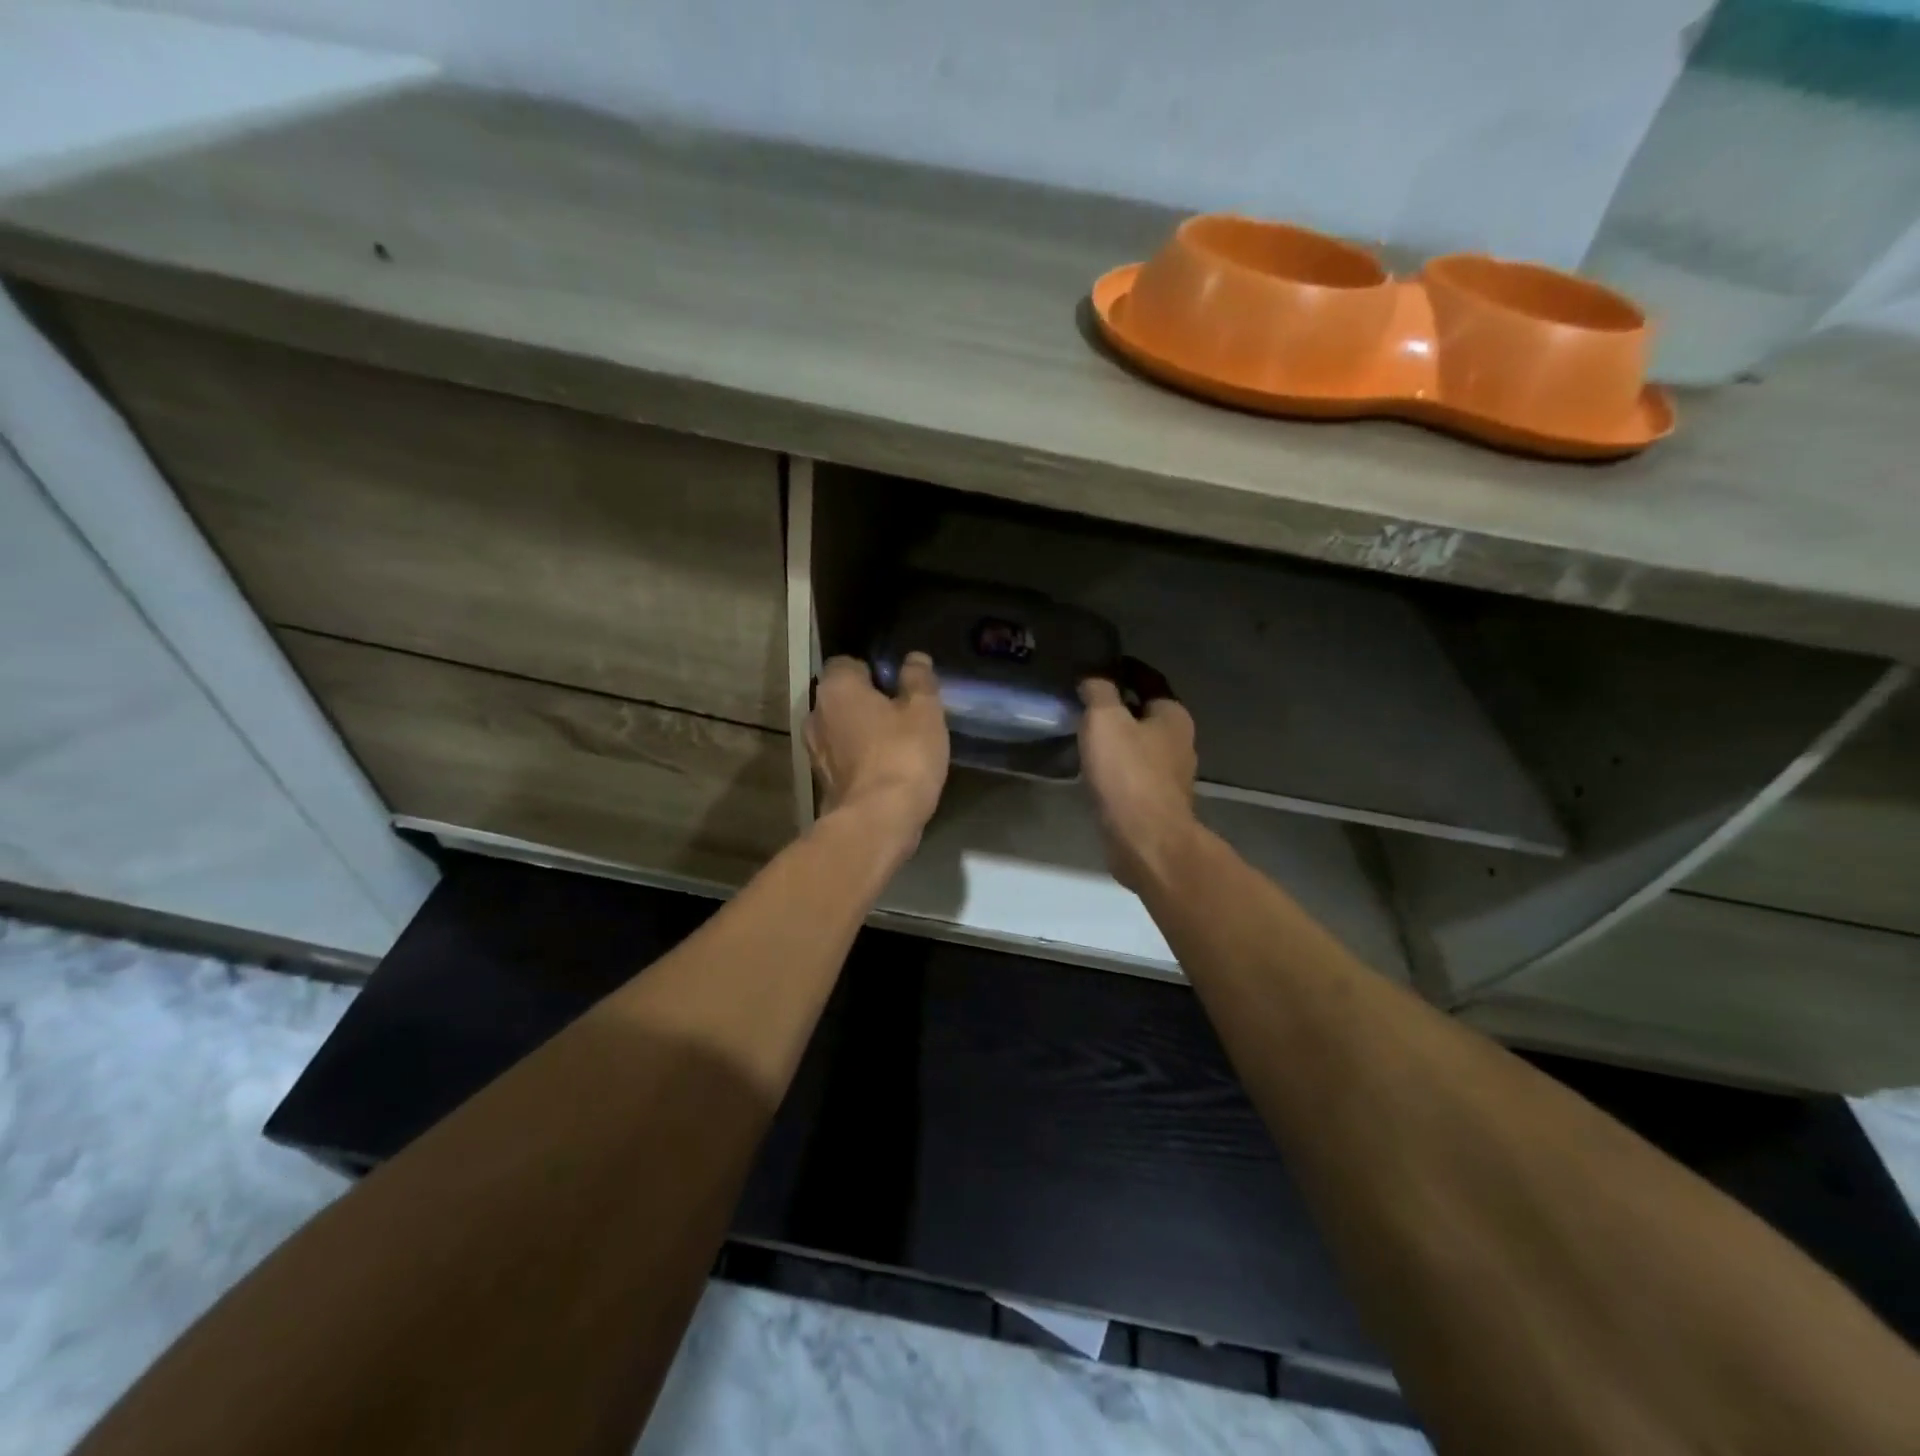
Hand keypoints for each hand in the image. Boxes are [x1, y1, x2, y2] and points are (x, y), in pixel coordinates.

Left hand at [806, 654, 949, 841]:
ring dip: (862, 733)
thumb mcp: (924, 711)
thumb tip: (915, 658)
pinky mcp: (822, 783)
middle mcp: (815, 715)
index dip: (874, 670)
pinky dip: (860, 759)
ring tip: (897, 743)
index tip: (899, 685)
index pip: (848, 663)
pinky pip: (843, 759)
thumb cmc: (902, 755)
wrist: (877, 822)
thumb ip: (919, 680)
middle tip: (902, 713)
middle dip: (867, 702)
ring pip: (841, 730)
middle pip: (842, 698)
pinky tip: (887, 769)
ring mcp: (814, 752)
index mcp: (836, 688)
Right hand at [1078, 678, 1198, 892]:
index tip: (1100, 665)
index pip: (1149, 680)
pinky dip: (1116, 765)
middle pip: (1147, 713)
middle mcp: (1179, 742)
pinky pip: (1133, 773)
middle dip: (1120, 705)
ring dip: (1117, 737)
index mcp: (1173, 716)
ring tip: (1085, 732)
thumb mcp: (1105, 719)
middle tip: (1085, 699)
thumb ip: (1099, 692)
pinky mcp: (1156, 803)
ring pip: (1140, 745)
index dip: (1125, 669)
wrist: (1145, 840)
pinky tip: (1094, 768)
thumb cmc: (1128, 773)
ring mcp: (1170, 776)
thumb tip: (1093, 678)